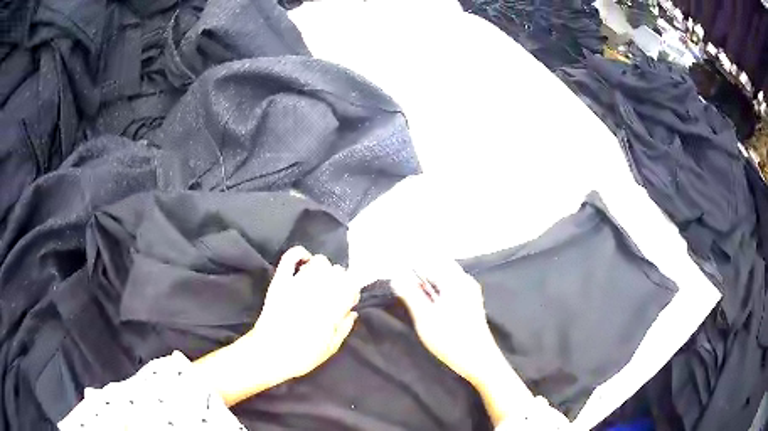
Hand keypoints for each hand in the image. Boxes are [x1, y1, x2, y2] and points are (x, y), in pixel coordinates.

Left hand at [194, 246, 360, 405]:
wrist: (268, 353)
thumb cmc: (301, 356)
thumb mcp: (330, 349)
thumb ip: (343, 329)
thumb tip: (352, 312)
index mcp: (332, 310)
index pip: (350, 287)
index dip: (351, 291)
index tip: (347, 299)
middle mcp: (318, 293)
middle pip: (337, 272)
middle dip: (339, 279)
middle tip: (333, 290)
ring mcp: (297, 285)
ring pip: (319, 262)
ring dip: (323, 268)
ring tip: (319, 279)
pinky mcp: (281, 282)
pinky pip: (290, 258)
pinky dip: (299, 253)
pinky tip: (304, 259)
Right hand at [392, 258, 534, 424]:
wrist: (479, 360)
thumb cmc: (450, 339)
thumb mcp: (425, 318)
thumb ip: (410, 295)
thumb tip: (396, 276)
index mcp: (455, 281)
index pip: (429, 261)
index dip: (412, 262)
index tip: (396, 264)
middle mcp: (464, 281)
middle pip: (438, 267)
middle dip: (419, 269)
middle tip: (400, 277)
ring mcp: (469, 291)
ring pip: (444, 277)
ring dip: (427, 280)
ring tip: (410, 287)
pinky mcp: (470, 303)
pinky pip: (449, 287)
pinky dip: (436, 288)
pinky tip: (427, 298)